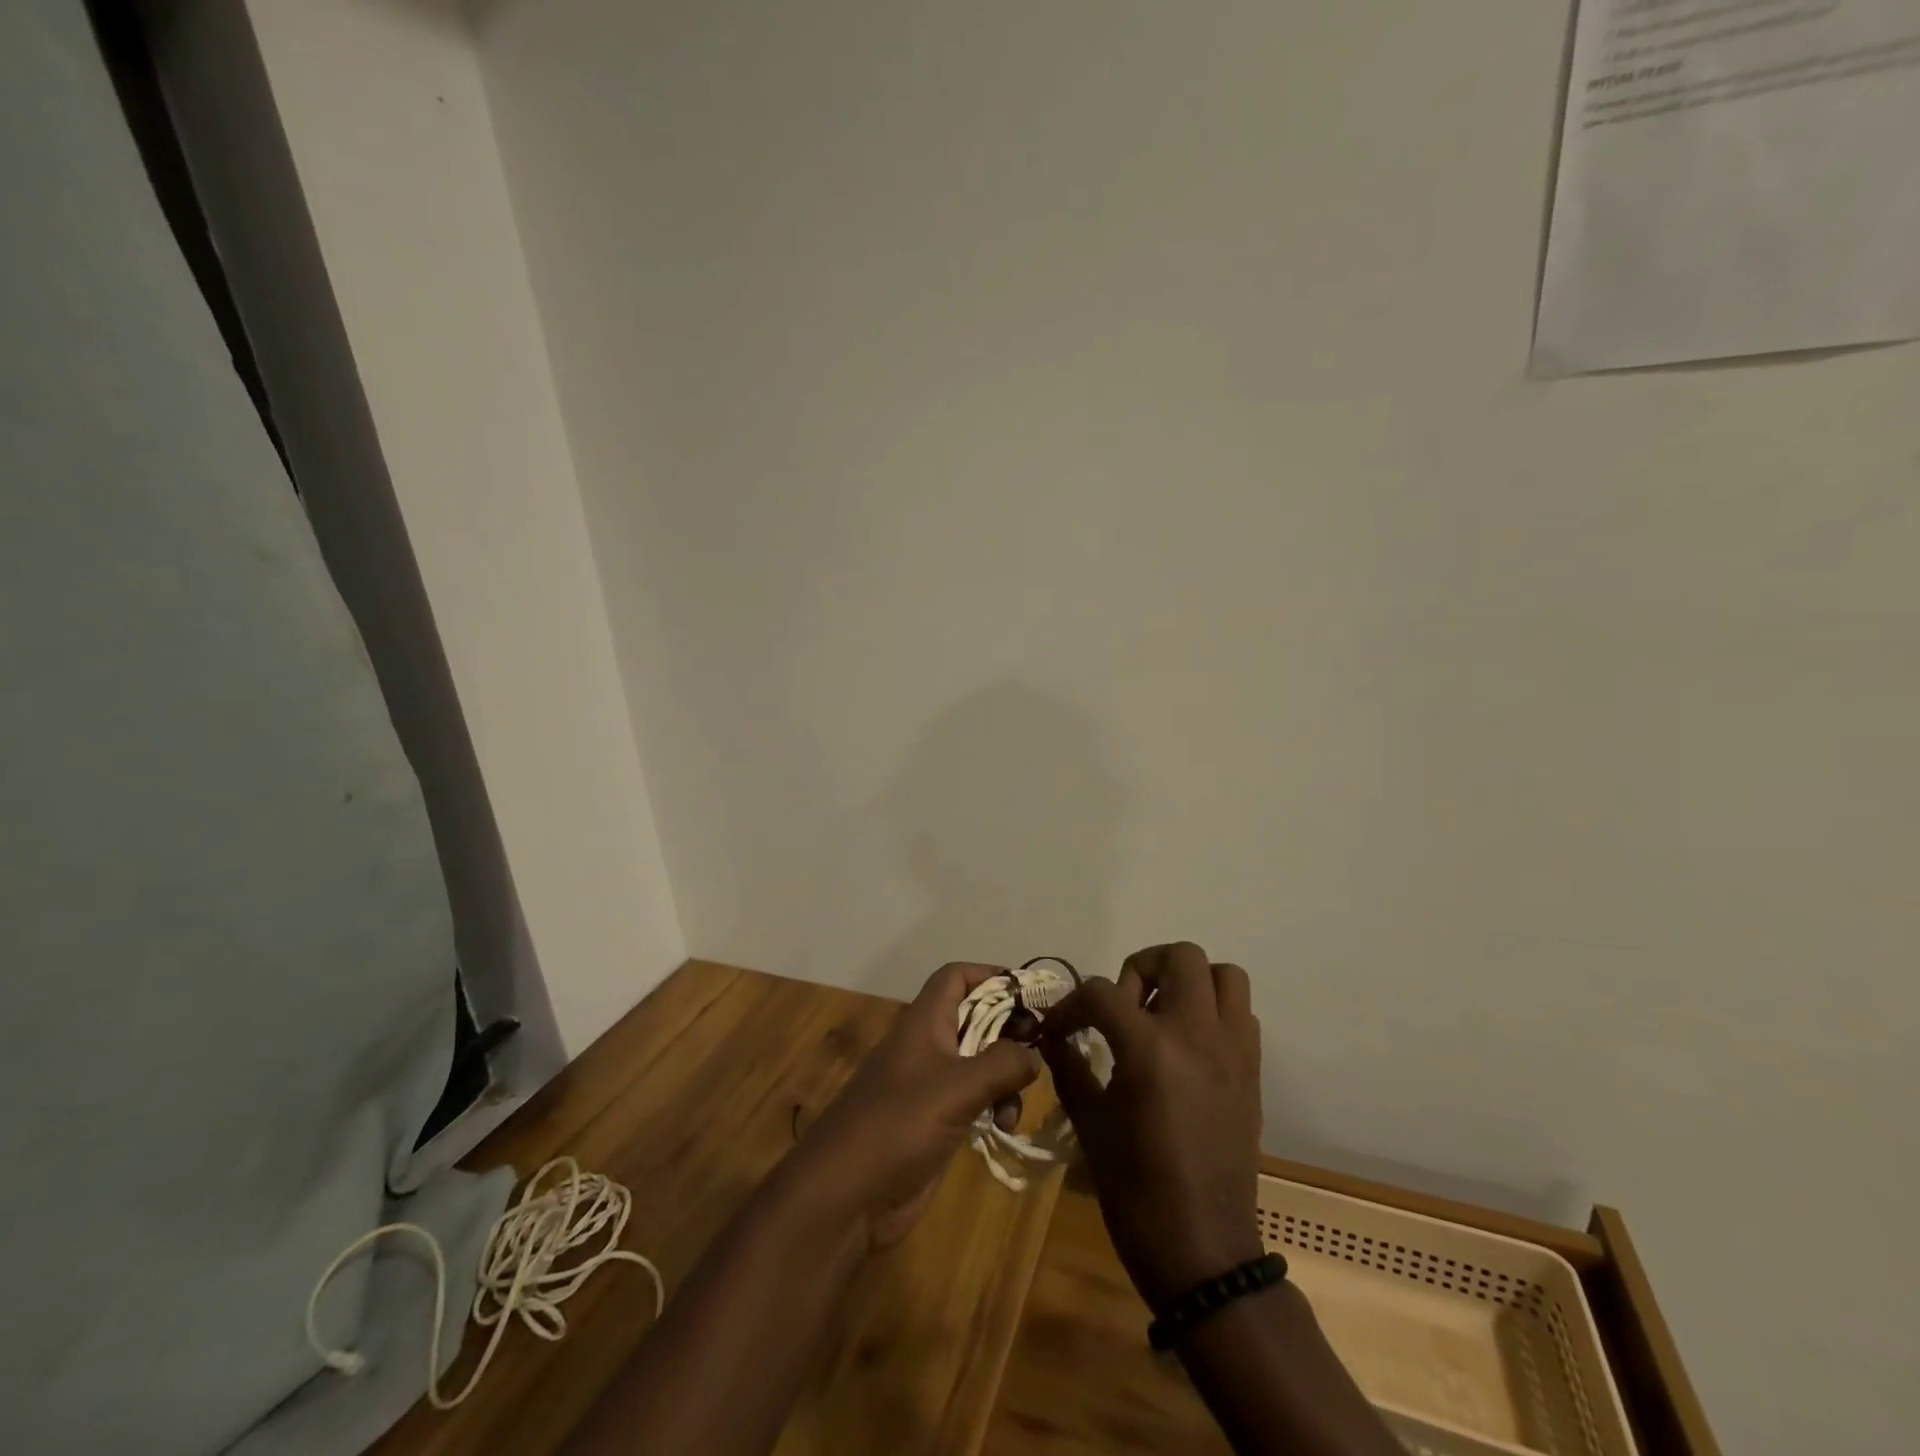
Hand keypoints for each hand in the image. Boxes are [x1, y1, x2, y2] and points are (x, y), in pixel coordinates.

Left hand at [788, 963, 1040, 1248]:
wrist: (847, 1194)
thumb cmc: (899, 1124)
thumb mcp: (958, 1086)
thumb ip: (1002, 1063)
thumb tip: (1032, 1054)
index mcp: (925, 1022)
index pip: (956, 977)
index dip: (990, 975)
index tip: (1028, 992)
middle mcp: (927, 1046)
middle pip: (974, 1018)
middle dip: (1008, 1029)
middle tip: (1040, 1045)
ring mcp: (930, 1085)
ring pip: (979, 1062)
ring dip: (1005, 1075)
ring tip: (1017, 1101)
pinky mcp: (934, 1122)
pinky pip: (973, 1099)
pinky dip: (994, 1106)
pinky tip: (1002, 1127)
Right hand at [1040, 942, 1265, 1309]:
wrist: (1202, 1250)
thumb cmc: (1135, 1189)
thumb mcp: (1090, 1122)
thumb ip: (1069, 1067)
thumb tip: (1053, 1037)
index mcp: (1150, 1048)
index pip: (1102, 992)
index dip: (1072, 1005)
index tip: (1060, 1029)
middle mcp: (1197, 1034)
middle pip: (1178, 957)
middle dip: (1141, 968)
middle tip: (1123, 1006)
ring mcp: (1232, 1050)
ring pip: (1223, 975)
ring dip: (1188, 981)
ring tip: (1161, 1016)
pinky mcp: (1252, 1071)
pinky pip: (1241, 1014)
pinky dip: (1214, 1013)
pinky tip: (1188, 1047)